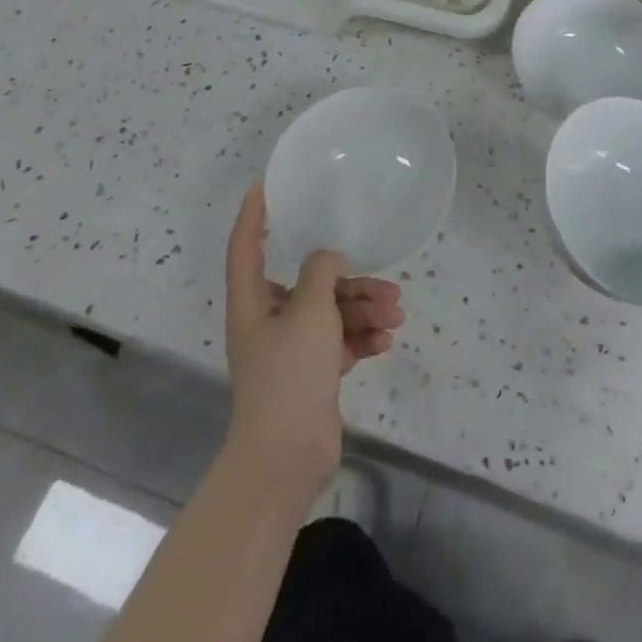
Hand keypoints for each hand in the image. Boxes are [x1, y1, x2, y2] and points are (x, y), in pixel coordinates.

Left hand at [222, 183, 404, 497]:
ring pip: (331, 313)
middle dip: (350, 281)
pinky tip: (385, 341)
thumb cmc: (289, 373)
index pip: (246, 244)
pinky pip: (339, 342)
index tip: (267, 184)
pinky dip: (361, 338)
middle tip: (387, 284)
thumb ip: (321, 272)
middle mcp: (269, 319)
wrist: (286, 458)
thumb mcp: (309, 311)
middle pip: (310, 283)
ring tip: (395, 315)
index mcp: (253, 300)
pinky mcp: (311, 373)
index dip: (253, 212)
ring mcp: (291, 348)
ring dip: (364, 310)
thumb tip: (327, 257)